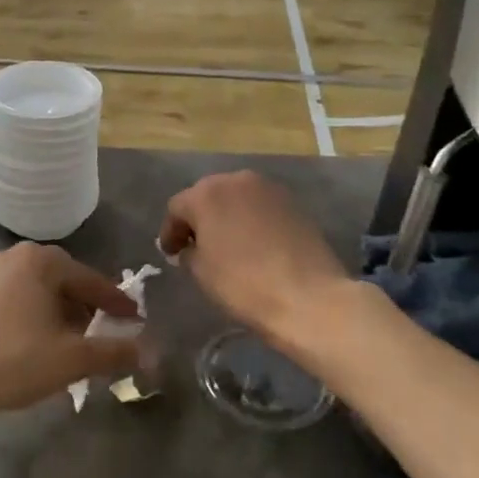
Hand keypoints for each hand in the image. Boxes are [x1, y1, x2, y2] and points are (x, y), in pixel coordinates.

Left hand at [0, 243, 140, 428]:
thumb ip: (113, 353)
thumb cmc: (11, 360)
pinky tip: (38, 349)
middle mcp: (15, 256)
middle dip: (87, 312)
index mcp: (42, 260)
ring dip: (61, 319)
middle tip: (105, 338)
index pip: (92, 280)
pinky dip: (36, 320)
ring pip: (40, 294)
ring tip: (73, 349)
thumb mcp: (70, 359)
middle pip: (65, 284)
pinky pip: (18, 301)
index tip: (137, 322)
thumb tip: (150, 352)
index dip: (117, 304)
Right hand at [158, 171, 351, 355]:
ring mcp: (269, 189)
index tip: (170, 254)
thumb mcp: (201, 272)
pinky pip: (261, 207)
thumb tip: (191, 247)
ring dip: (227, 216)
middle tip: (195, 246)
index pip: (177, 208)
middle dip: (199, 219)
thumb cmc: (244, 284)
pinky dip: (251, 220)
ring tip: (226, 245)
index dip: (171, 232)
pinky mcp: (294, 202)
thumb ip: (189, 252)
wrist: (308, 297)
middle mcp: (236, 180)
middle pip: (208, 196)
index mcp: (206, 194)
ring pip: (237, 198)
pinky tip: (254, 244)